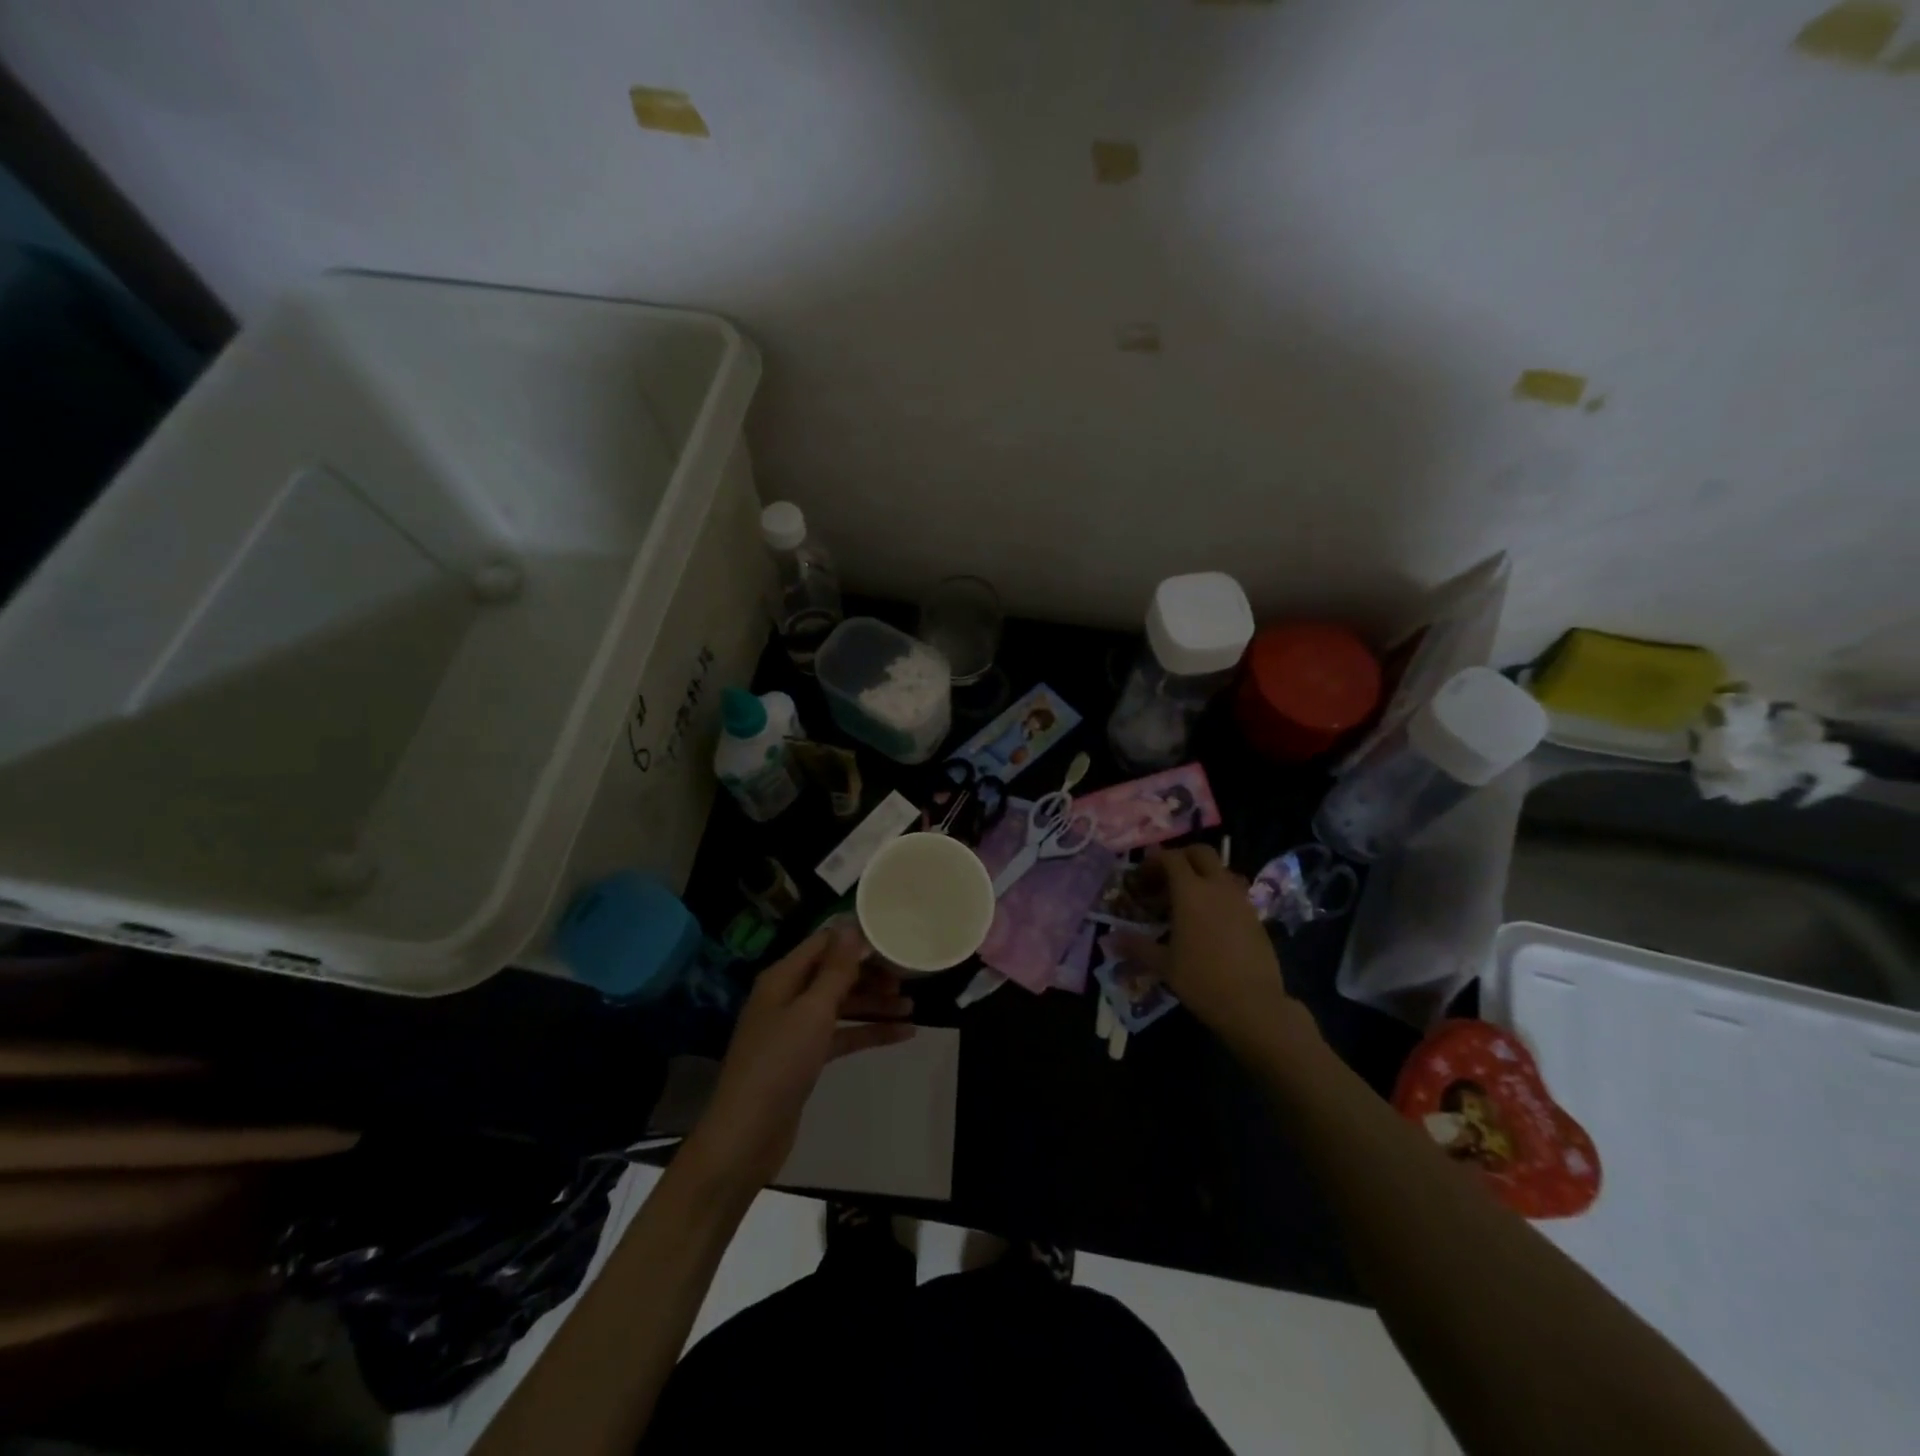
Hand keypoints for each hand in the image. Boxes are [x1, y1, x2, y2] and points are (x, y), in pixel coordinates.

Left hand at [686, 924, 914, 1190]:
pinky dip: (869, 1033)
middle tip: (908, 978)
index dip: (856, 940)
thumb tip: (850, 925)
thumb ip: (835, 969)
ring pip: (842, 1006)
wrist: (747, 1135)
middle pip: (835, 974)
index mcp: (783, 977)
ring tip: (912, 1008)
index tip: (893, 938)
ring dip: (875, 1004)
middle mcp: (788, 996)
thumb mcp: (813, 1010)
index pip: (823, 943)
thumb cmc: (780, 1063)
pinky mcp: (805, 1058)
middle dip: (870, 974)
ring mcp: (796, 1029)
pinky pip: (842, 1035)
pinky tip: (902, 1035)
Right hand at [1115, 845, 1305, 1048]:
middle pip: (1200, 852)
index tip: (1141, 878)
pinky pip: (1234, 891)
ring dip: (1203, 874)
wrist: (1254, 1005)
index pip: (1171, 858)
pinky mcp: (1256, 916)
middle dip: (1181, 857)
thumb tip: (1110, 938)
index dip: (1153, 862)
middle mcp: (1217, 887)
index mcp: (1191, 891)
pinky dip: (1219, 894)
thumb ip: (1136, 946)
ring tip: (1188, 899)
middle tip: (1166, 878)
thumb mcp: (1163, 964)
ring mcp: (1240, 899)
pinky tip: (1210, 920)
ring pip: (1221, 870)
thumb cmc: (1201, 980)